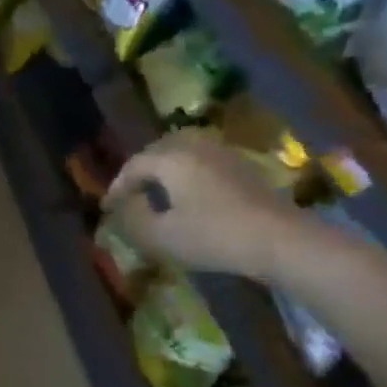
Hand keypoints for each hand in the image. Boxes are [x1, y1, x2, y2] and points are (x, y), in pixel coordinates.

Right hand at [104, 131, 312, 281]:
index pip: (133, 166)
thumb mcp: (160, 235)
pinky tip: (189, 193)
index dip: (116, 187)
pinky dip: (188, 172)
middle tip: (129, 194)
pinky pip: (204, 160)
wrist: (279, 239)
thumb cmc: (212, 236)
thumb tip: (127, 203)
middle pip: (158, 151)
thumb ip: (133, 217)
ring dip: (165, 168)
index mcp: (170, 159)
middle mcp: (195, 147)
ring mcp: (223, 154)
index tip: (107, 208)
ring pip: (183, 152)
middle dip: (139, 171)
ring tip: (156, 191)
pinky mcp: (243, 167)